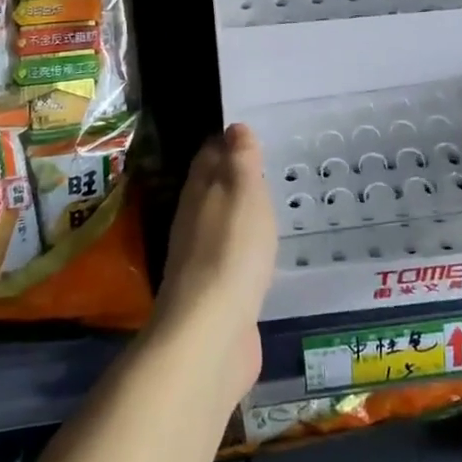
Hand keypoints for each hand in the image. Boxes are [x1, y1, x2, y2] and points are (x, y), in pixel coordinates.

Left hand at [151, 125, 277, 408]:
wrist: (211, 333)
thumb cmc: (232, 251)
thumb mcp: (243, 193)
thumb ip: (241, 161)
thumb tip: (234, 127)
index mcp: (199, 192)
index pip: (209, 156)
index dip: (226, 142)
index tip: (248, 132)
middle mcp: (194, 221)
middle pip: (211, 189)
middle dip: (232, 177)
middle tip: (264, 165)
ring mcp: (201, 260)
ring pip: (221, 224)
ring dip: (239, 213)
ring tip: (267, 204)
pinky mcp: (214, 295)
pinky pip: (231, 258)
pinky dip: (244, 248)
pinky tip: (261, 252)